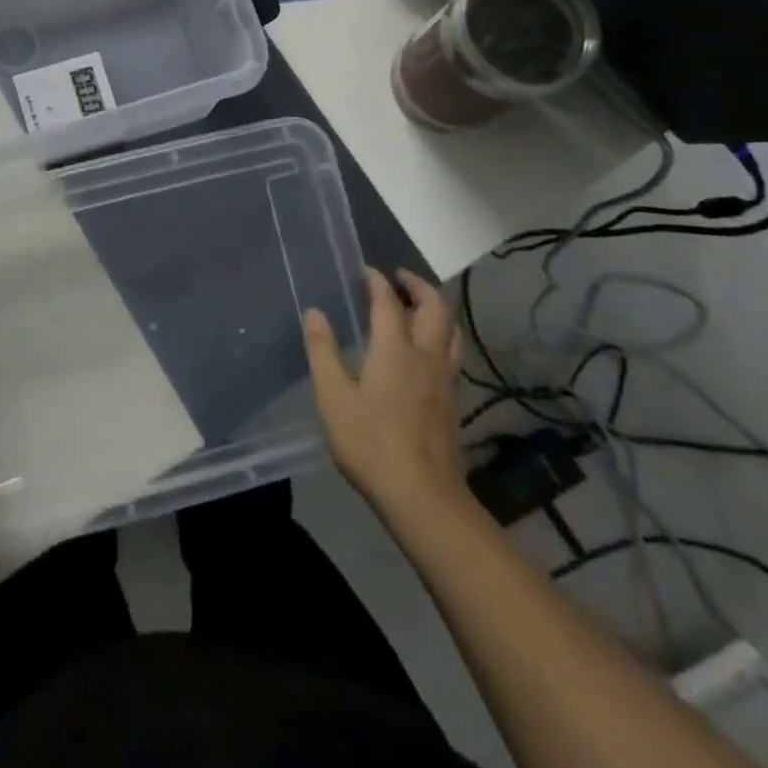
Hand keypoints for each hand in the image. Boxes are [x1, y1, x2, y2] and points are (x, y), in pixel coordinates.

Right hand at [304, 268, 468, 517]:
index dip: (377, 281)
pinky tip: (426, 351)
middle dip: (418, 286)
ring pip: (451, 331)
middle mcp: (426, 356)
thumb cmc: (371, 443)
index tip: (366, 270)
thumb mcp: (333, 397)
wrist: (423, 497)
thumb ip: (323, 351)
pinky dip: (442, 336)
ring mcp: (445, 380)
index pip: (388, 302)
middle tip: (399, 277)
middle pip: (435, 308)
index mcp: (395, 349)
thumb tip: (315, 312)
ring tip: (418, 306)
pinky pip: (452, 353)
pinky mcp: (452, 402)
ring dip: (436, 309)